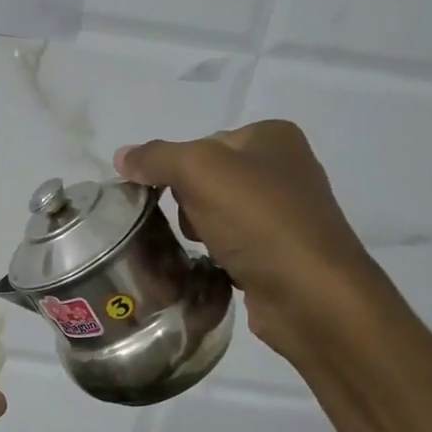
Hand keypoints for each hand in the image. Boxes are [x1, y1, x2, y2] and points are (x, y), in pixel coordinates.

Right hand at [114, 121, 375, 362]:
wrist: (310, 294)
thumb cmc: (258, 221)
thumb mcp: (199, 172)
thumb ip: (156, 158)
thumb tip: (122, 156)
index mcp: (272, 137)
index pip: (200, 143)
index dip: (175, 170)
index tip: (166, 197)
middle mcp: (283, 169)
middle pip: (205, 179)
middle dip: (187, 204)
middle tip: (194, 226)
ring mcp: (284, 214)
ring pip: (214, 214)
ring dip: (199, 232)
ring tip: (207, 250)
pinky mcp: (278, 254)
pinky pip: (229, 245)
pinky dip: (217, 255)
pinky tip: (217, 267)